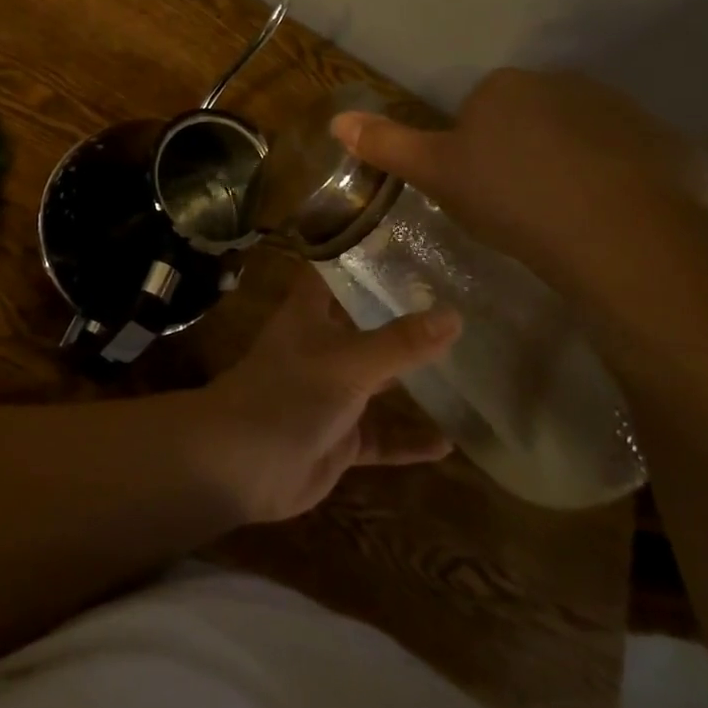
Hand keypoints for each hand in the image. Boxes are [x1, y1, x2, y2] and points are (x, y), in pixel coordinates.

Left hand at [190, 268, 461, 524]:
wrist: (242, 466)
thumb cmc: (288, 394)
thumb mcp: (349, 363)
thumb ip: (401, 343)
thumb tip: (454, 315)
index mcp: (310, 315)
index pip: (333, 272)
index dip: (360, 256)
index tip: (403, 242)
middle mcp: (321, 348)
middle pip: (363, 325)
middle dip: (401, 318)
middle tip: (456, 304)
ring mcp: (330, 395)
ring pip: (377, 382)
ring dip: (411, 380)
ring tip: (465, 368)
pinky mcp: (339, 438)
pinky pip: (381, 437)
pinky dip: (409, 440)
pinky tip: (449, 443)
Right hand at [331, 68, 707, 292]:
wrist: (620, 236)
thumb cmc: (513, 198)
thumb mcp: (438, 174)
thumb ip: (388, 144)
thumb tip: (337, 119)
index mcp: (507, 87)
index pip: (480, 111)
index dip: (475, 152)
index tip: (480, 191)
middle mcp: (566, 84)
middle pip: (533, 120)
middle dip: (525, 154)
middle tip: (520, 208)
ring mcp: (626, 112)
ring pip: (586, 140)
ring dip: (575, 168)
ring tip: (568, 222)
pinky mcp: (672, 146)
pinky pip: (636, 163)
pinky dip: (624, 185)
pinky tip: (615, 223)